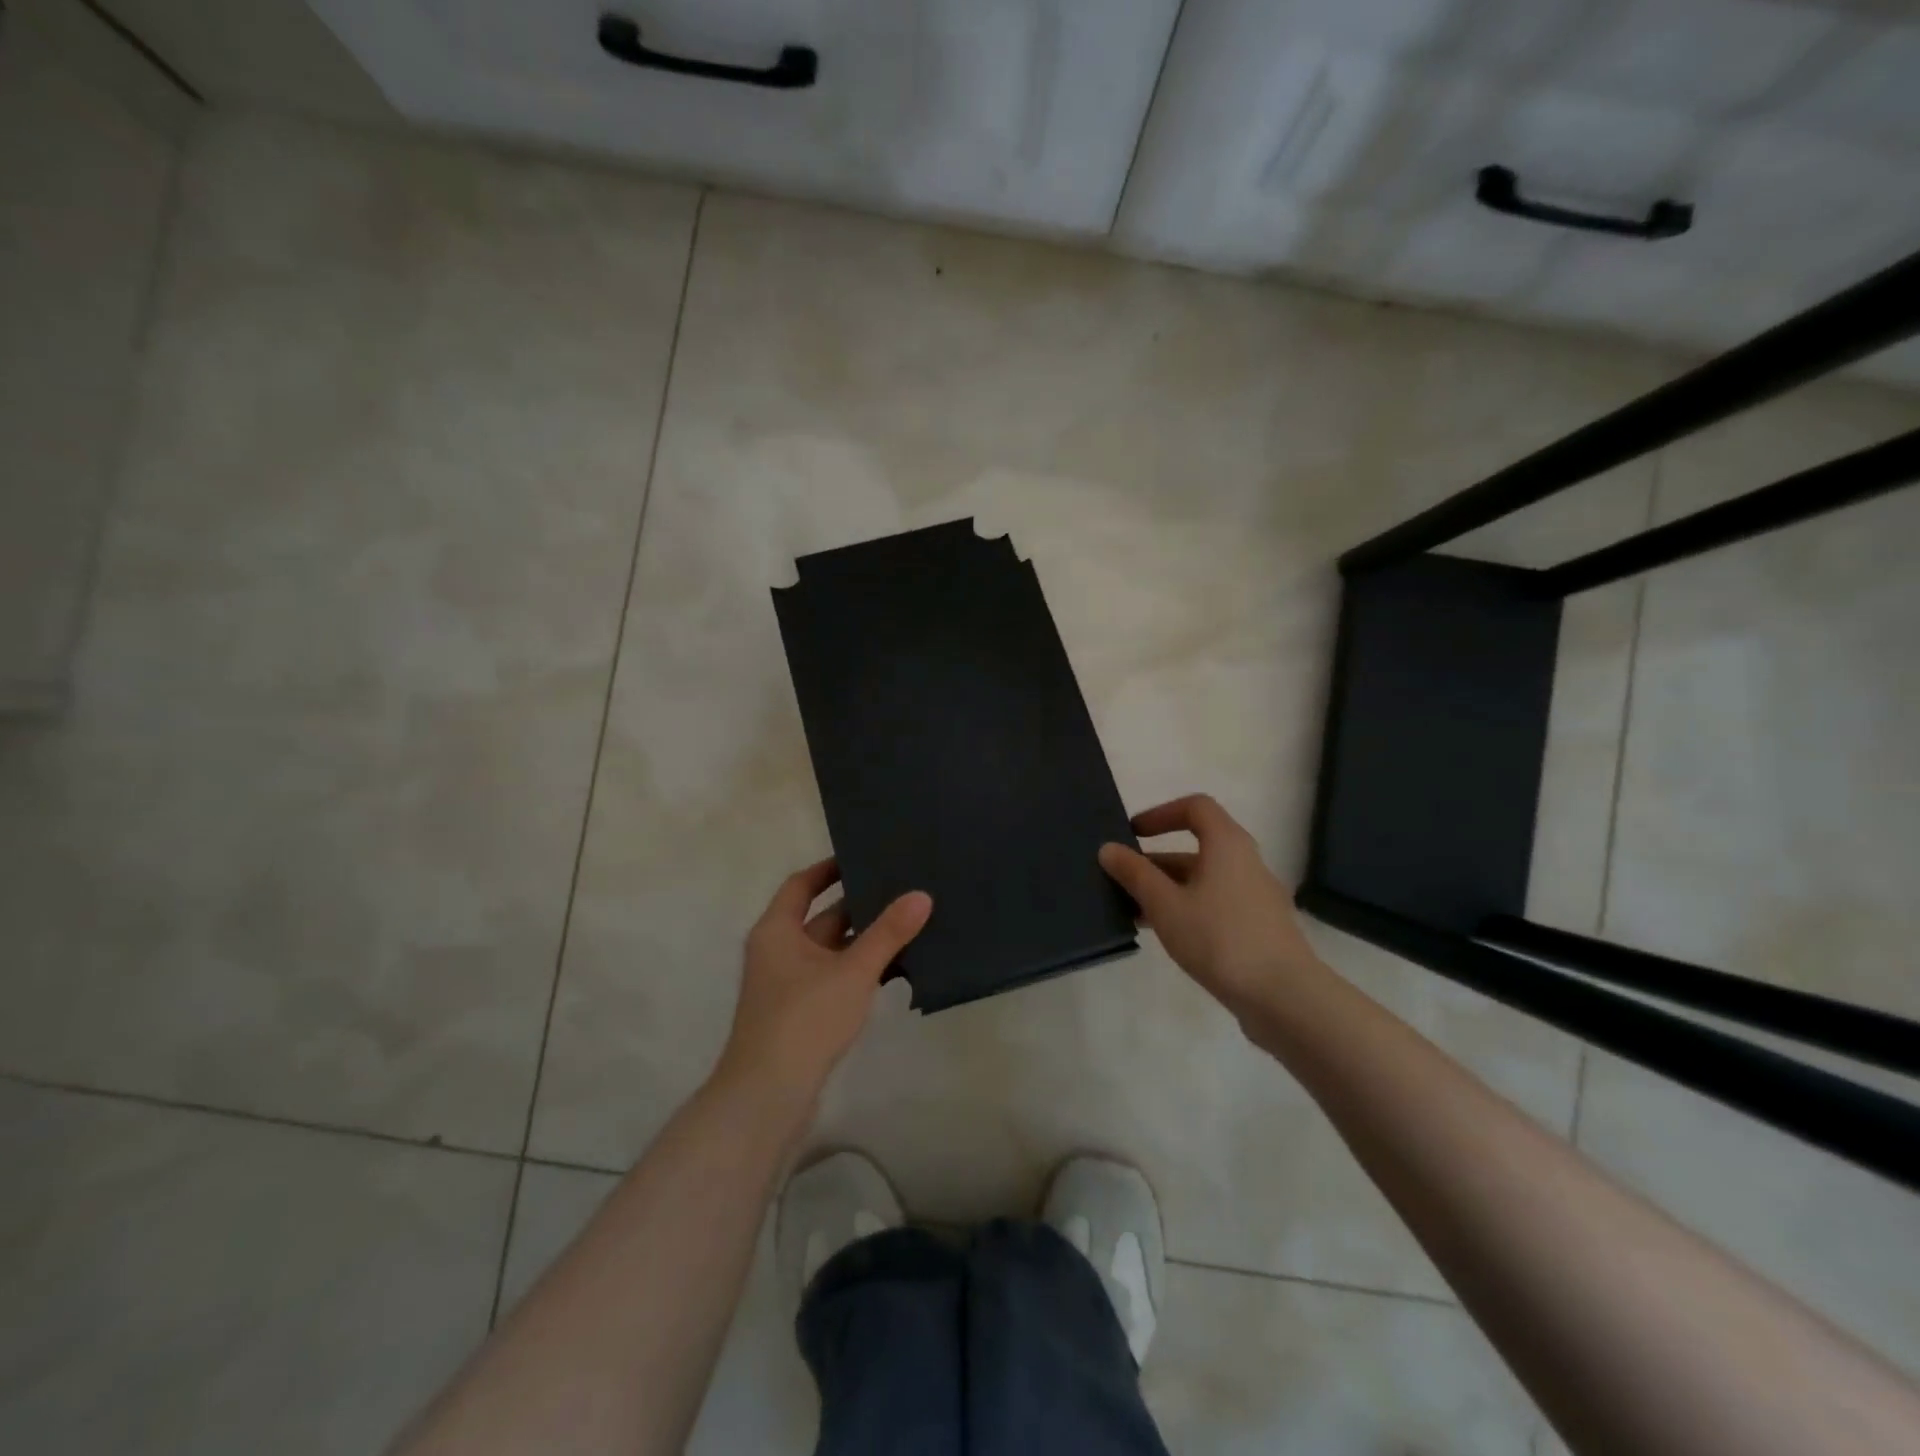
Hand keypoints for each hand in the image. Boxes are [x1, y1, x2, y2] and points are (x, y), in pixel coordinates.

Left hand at [716, 858, 932, 1103]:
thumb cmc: (804, 1019)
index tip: (863, 856)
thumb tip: (921, 895)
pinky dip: (860, 969)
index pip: (802, 884)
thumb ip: (888, 933)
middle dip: (859, 905)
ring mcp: (788, 984)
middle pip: (821, 917)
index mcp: (777, 930)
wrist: (767, 1096)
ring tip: (908, 923)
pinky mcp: (801, 1012)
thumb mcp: (852, 971)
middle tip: (900, 888)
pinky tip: (896, 970)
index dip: (830, 869)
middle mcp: (778, 951)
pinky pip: (834, 977)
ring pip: (831, 950)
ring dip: (864, 940)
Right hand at [1098, 794, 1326, 1024]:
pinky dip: (1187, 909)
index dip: (1161, 814)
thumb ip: (1135, 874)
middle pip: (1197, 847)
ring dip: (1168, 889)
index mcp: (1227, 844)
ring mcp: (1255, 896)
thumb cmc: (1220, 939)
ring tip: (1134, 912)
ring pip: (1204, 880)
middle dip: (1156, 861)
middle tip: (1122, 880)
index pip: (1195, 807)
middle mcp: (1246, 862)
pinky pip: (1216, 904)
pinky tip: (1166, 936)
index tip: (1132, 834)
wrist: (1284, 997)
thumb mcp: (1166, 905)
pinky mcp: (1259, 927)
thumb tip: (1108, 848)